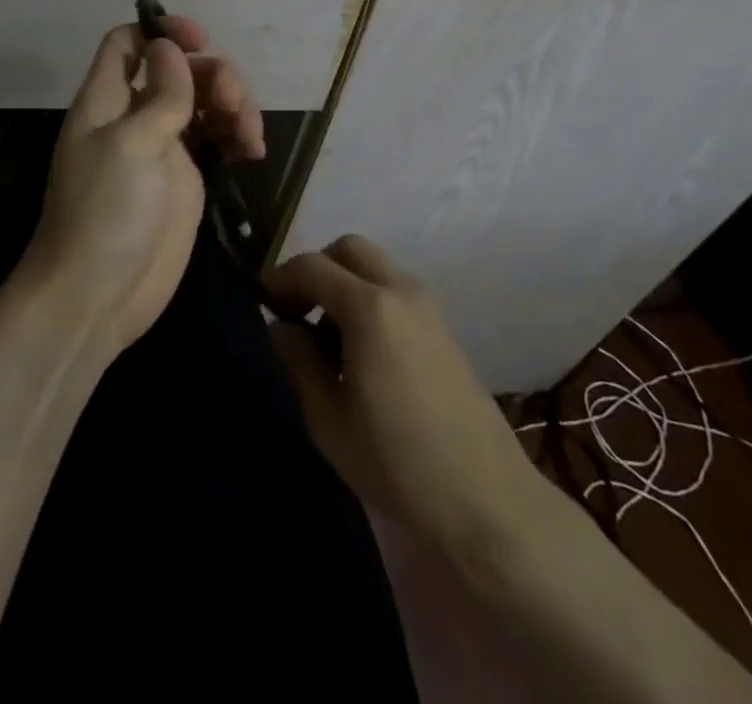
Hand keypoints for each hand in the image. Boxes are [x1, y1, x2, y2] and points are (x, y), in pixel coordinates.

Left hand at [14, 15, 264, 360]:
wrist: (97, 295)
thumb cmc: (106, 212)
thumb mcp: (132, 144)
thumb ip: (160, 94)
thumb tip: (169, 47)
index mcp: (108, 99)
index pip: (128, 42)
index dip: (161, 31)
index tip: (200, 39)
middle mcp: (135, 114)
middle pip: (179, 69)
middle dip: (213, 74)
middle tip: (233, 104)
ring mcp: (163, 146)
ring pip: (204, 101)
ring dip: (234, 105)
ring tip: (249, 136)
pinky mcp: (186, 178)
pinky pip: (216, 138)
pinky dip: (237, 135)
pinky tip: (252, 151)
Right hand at [267, 236, 537, 557]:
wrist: (488, 501)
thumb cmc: (398, 463)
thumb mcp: (328, 419)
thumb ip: (298, 361)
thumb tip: (281, 327)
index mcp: (369, 308)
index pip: (312, 267)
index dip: (280, 278)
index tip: (263, 304)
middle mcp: (401, 291)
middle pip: (349, 249)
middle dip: (316, 268)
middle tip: (297, 310)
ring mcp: (429, 306)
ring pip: (375, 266)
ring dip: (345, 283)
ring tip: (328, 337)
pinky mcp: (444, 328)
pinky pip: (396, 289)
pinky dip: (370, 297)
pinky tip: (363, 350)